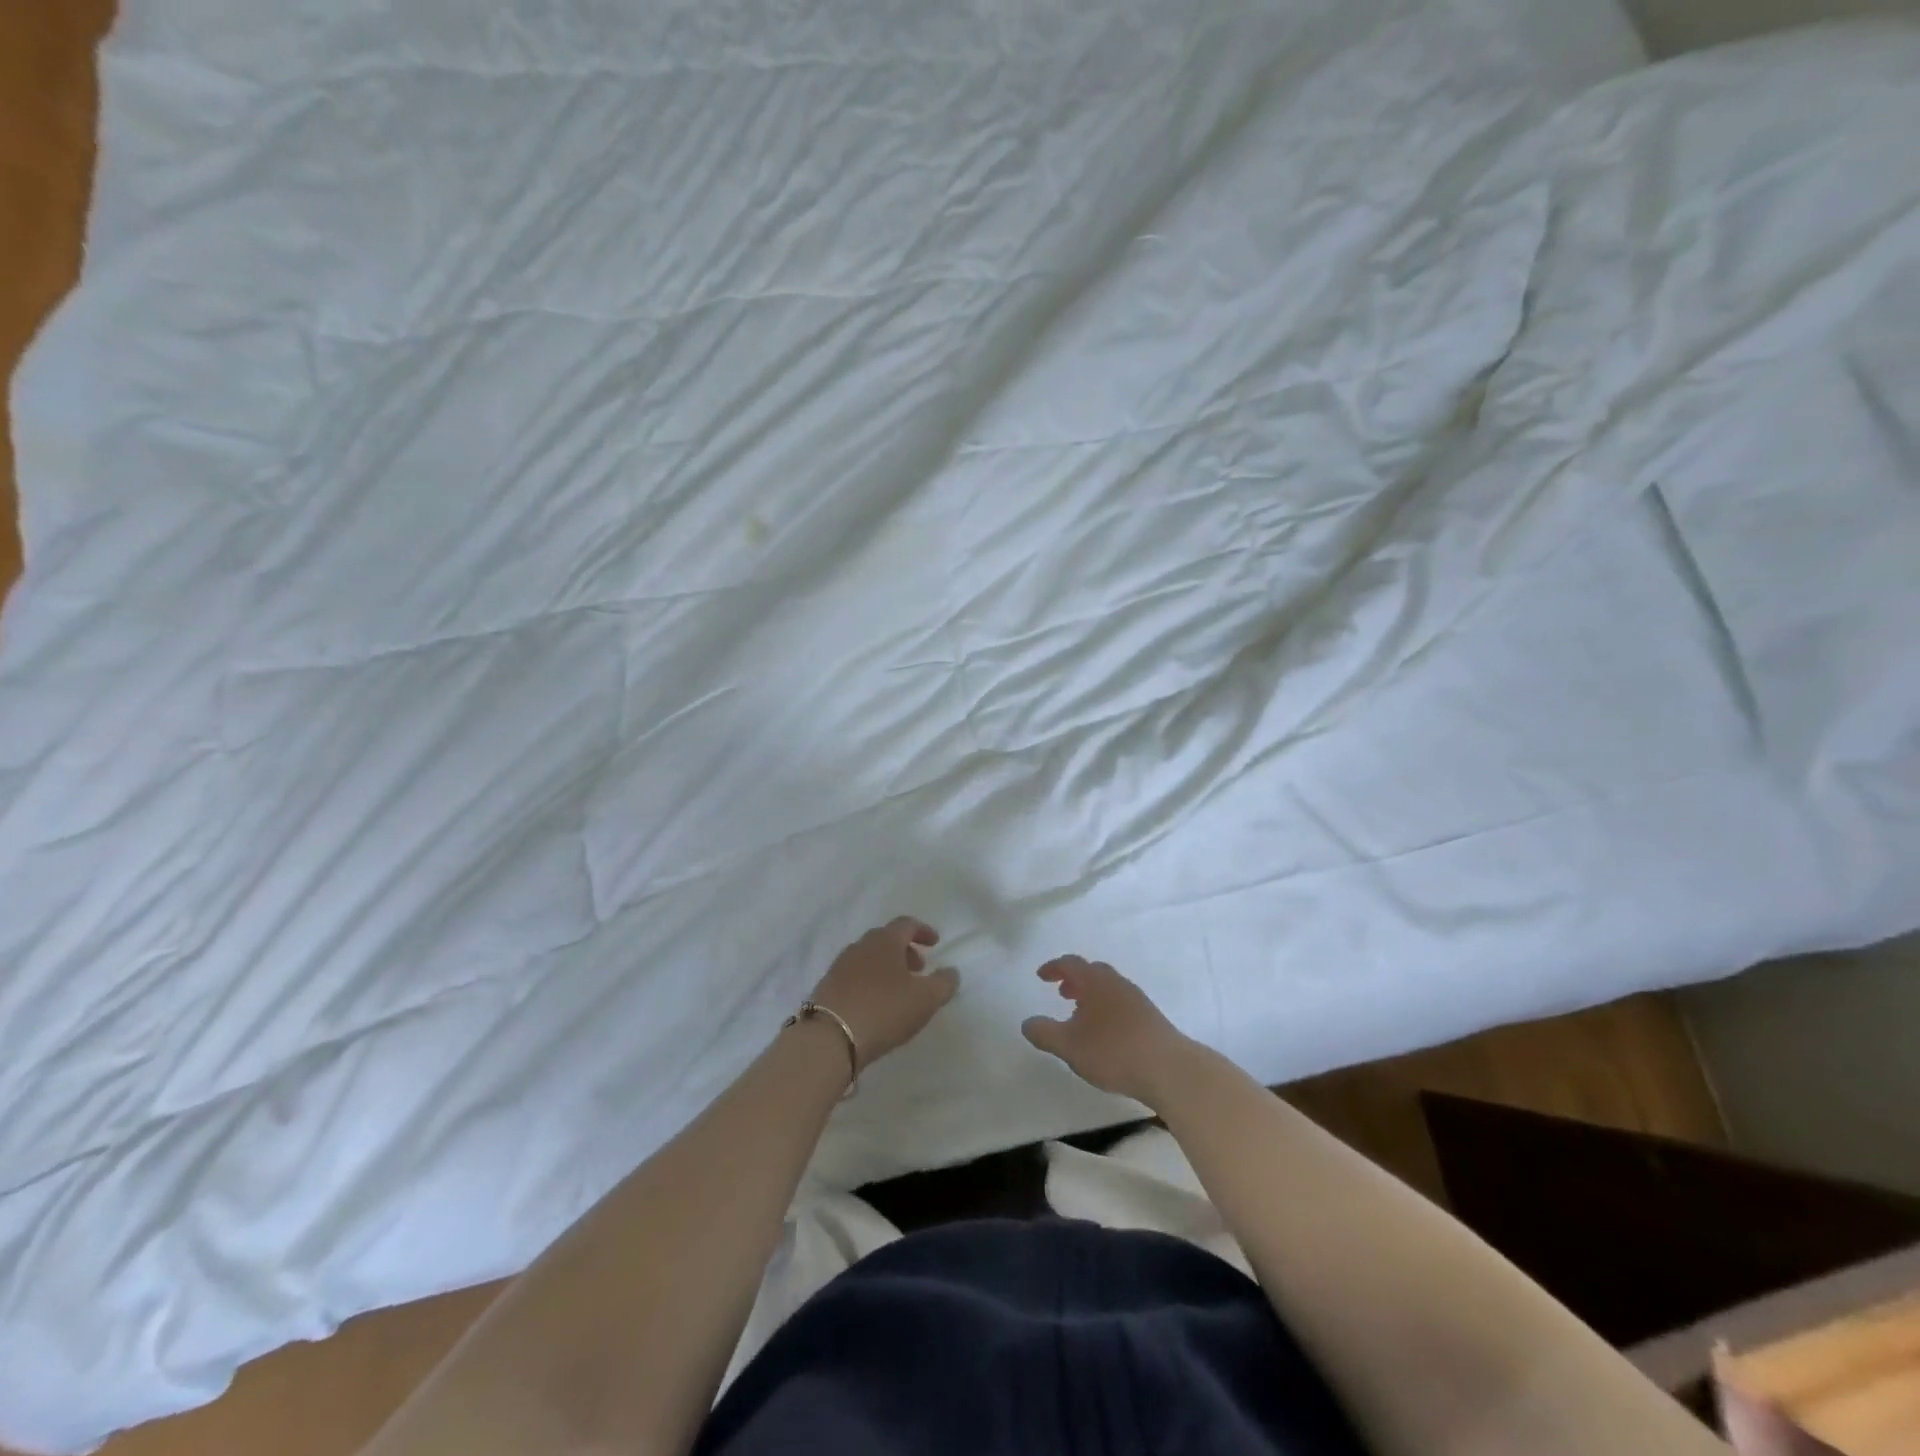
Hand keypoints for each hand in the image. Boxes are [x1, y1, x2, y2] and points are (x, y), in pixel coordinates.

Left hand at [808, 917, 958, 1069]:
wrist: (829, 1037)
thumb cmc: (884, 1010)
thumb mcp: (925, 999)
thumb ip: (944, 983)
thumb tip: (952, 972)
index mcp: (885, 941)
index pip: (906, 924)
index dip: (923, 931)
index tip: (935, 943)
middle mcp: (860, 946)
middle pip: (885, 939)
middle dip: (905, 950)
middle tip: (919, 969)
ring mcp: (840, 966)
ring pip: (868, 957)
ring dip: (886, 967)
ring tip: (898, 990)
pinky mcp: (827, 987)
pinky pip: (854, 976)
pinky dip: (869, 981)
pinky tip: (874, 1004)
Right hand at [1021, 956, 1195, 1105]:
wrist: (1169, 1068)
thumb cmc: (1113, 1051)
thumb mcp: (1069, 1046)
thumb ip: (1044, 1033)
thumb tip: (1026, 1022)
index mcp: (1095, 981)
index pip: (1070, 964)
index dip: (1053, 967)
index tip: (1041, 976)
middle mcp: (1116, 982)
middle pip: (1092, 972)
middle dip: (1074, 980)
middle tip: (1061, 993)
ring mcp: (1136, 998)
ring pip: (1108, 987)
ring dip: (1091, 995)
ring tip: (1081, 1016)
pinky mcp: (1150, 1017)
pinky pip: (1121, 1002)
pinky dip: (1106, 1007)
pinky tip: (1105, 1033)